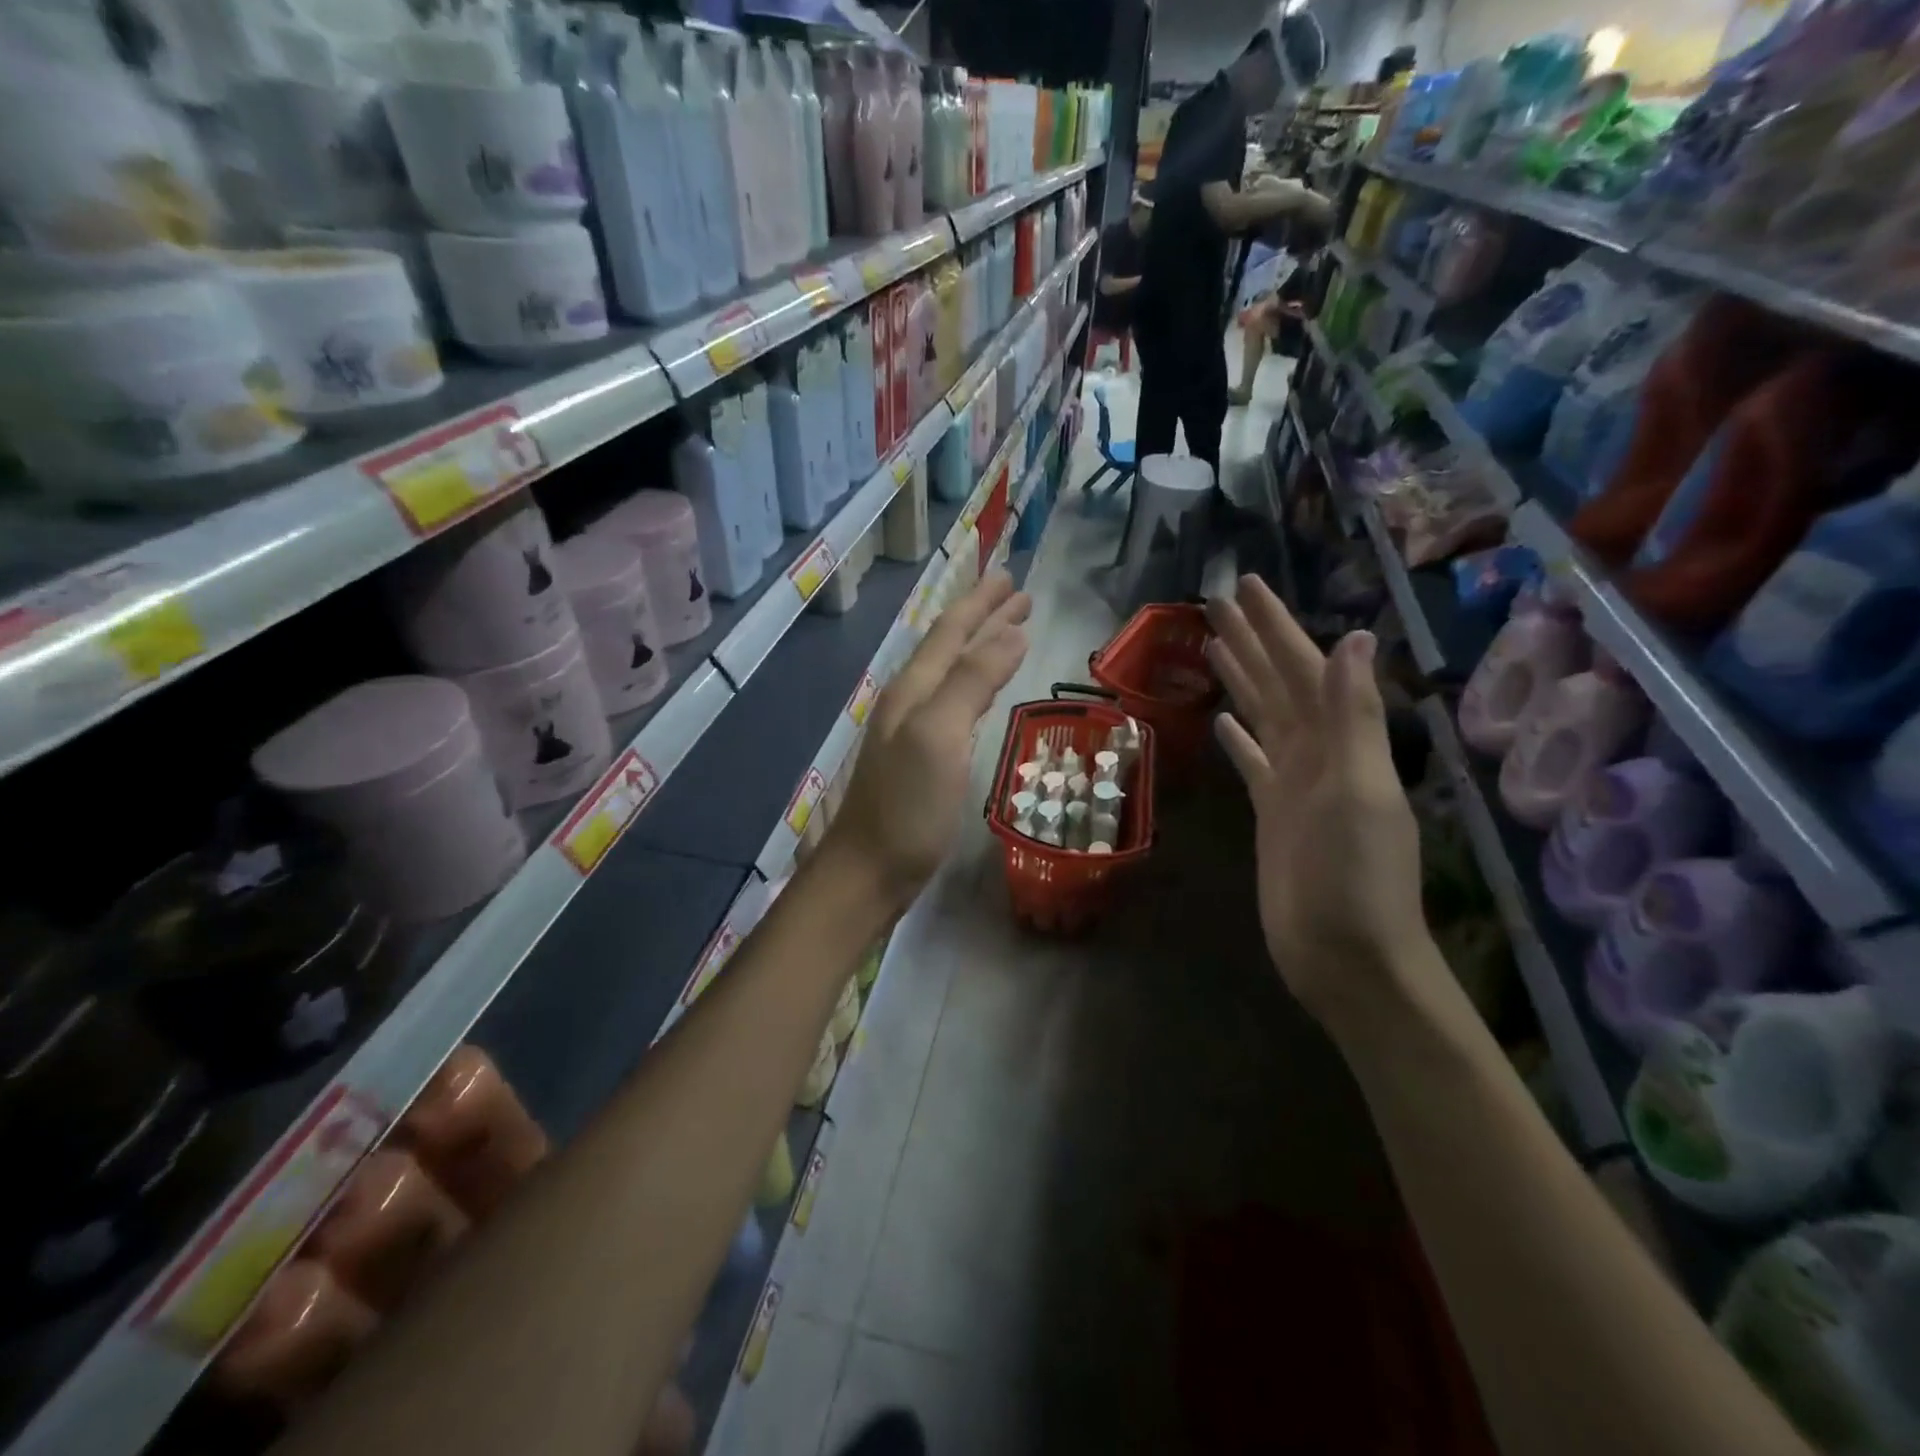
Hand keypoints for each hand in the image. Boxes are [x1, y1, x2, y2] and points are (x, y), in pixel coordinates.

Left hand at [825, 572, 1030, 908]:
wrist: (869, 870)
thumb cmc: (907, 806)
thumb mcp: (940, 735)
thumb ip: (972, 681)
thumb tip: (1011, 633)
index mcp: (913, 688)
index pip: (951, 631)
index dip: (982, 603)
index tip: (1013, 579)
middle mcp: (909, 701)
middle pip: (949, 646)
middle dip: (983, 617)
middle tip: (1018, 595)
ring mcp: (911, 731)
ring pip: (950, 673)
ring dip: (979, 647)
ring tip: (1007, 632)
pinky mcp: (919, 759)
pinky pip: (952, 703)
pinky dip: (973, 684)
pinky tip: (979, 694)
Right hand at [1206, 577, 1428, 1031]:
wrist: (1345, 955)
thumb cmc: (1353, 876)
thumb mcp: (1357, 790)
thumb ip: (1353, 716)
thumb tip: (1355, 637)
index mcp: (1340, 742)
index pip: (1304, 668)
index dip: (1276, 626)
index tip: (1245, 587)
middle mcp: (1318, 753)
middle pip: (1279, 683)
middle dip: (1252, 640)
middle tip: (1216, 602)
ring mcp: (1294, 782)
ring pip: (1264, 715)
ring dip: (1242, 679)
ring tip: (1213, 646)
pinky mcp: (1273, 812)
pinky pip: (1253, 761)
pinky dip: (1239, 738)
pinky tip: (1222, 720)